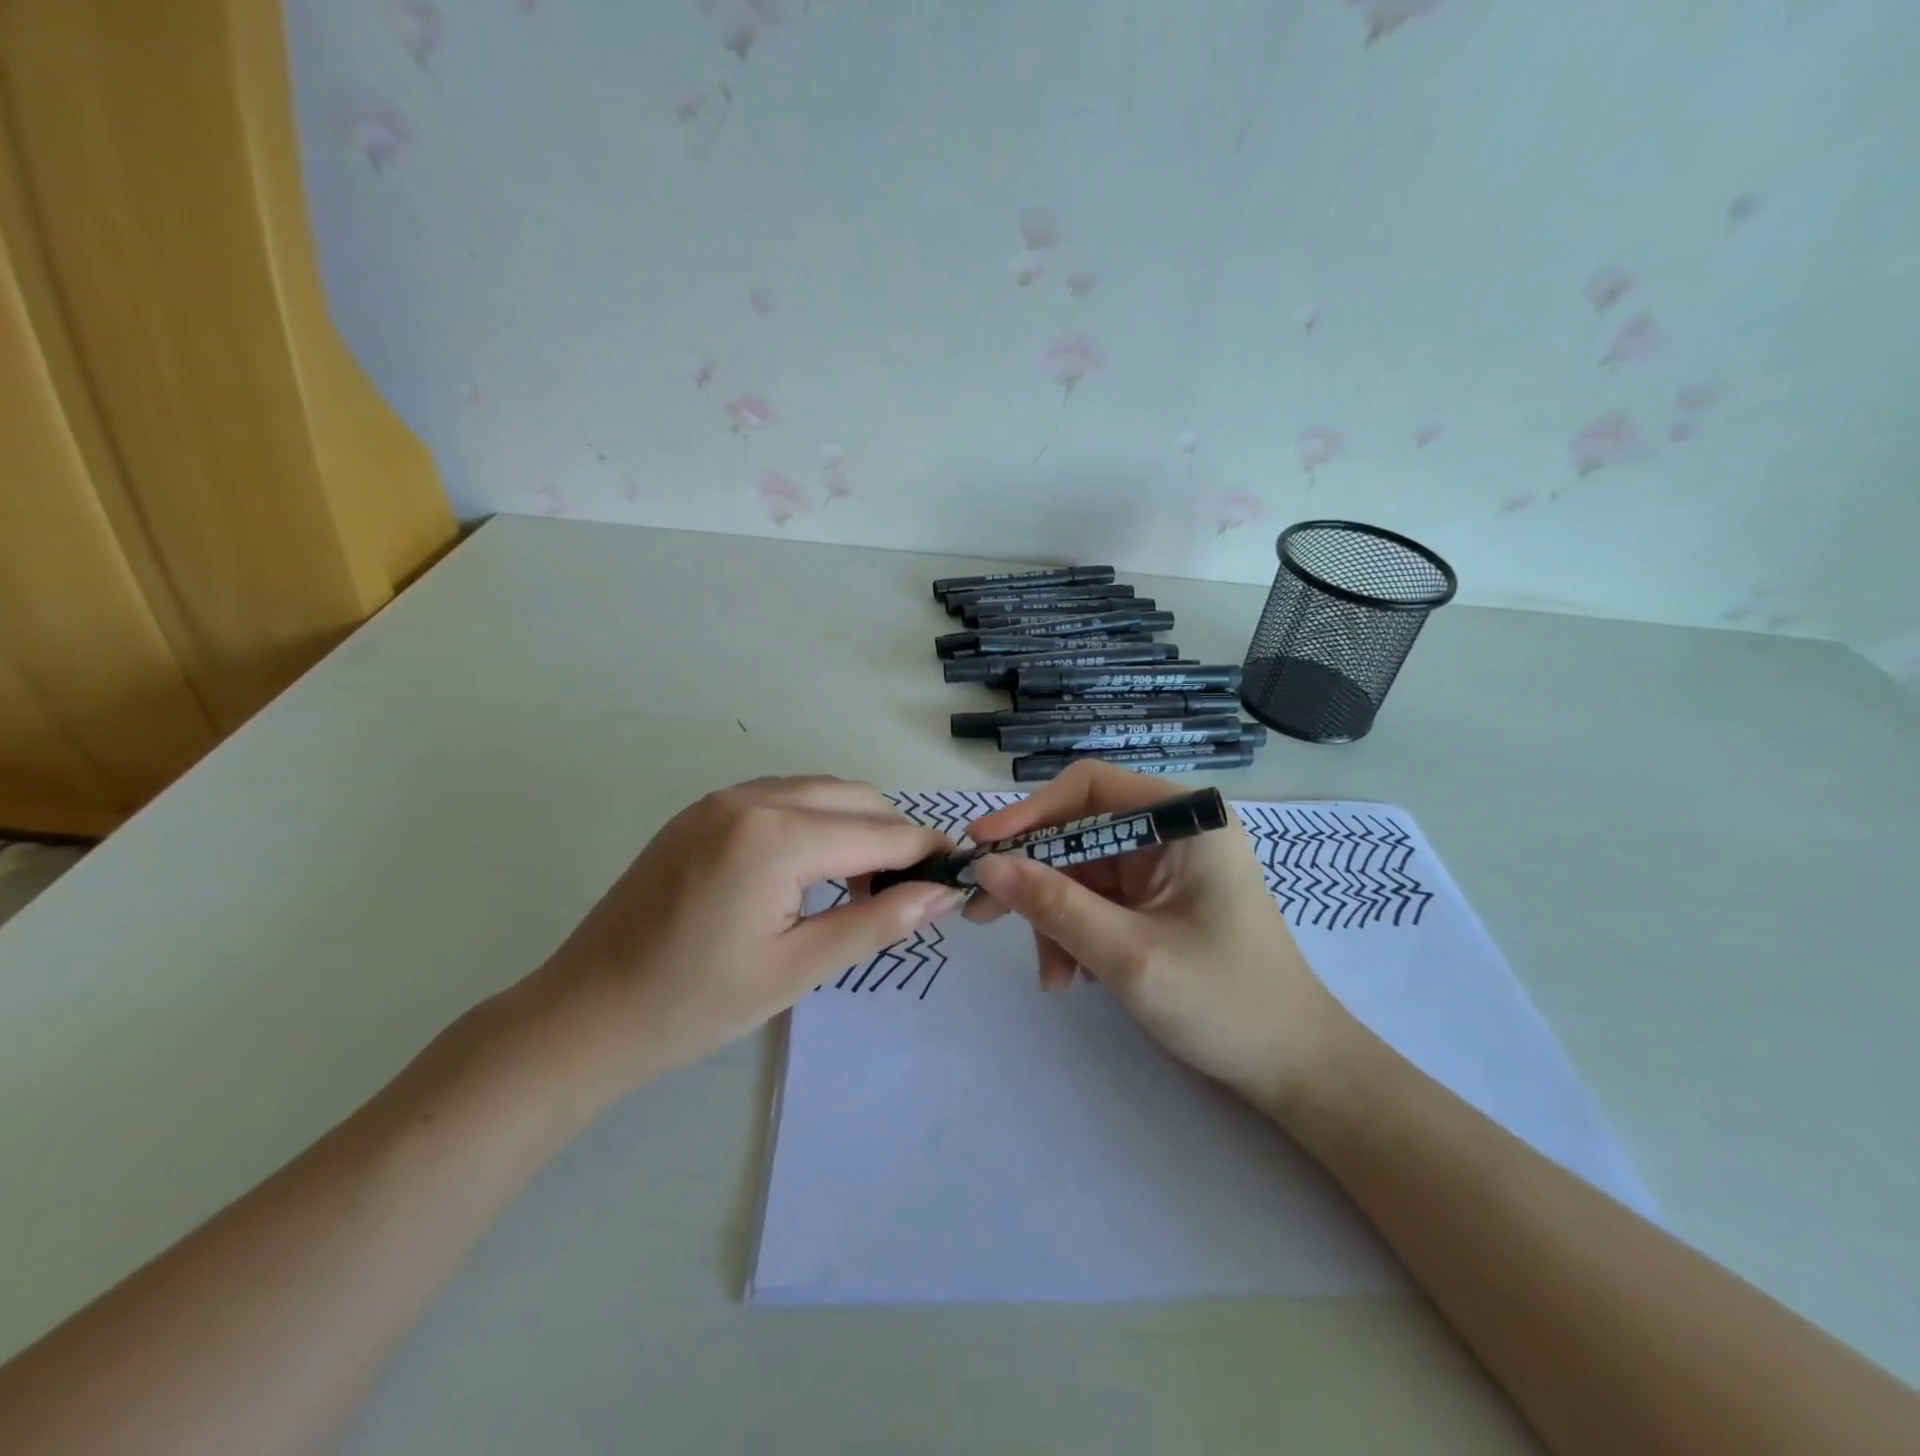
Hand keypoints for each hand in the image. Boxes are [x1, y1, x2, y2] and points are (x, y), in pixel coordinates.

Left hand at [520, 777, 961, 1097]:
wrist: (585, 1015)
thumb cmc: (694, 1004)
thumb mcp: (797, 969)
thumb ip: (876, 923)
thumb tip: (942, 895)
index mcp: (775, 836)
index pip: (878, 832)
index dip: (925, 853)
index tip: (957, 875)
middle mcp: (751, 798)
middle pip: (854, 797)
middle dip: (893, 835)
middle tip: (909, 889)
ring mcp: (721, 799)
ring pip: (820, 791)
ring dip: (855, 825)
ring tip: (864, 883)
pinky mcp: (702, 811)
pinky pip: (782, 797)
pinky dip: (816, 821)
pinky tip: (813, 868)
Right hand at [963, 762, 1350, 1111]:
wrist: (1293, 1069)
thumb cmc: (1225, 1004)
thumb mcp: (1129, 956)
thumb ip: (1055, 906)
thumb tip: (986, 866)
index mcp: (1184, 820)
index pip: (1089, 787)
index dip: (1030, 812)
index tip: (982, 848)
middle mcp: (1173, 831)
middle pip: (1079, 832)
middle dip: (1034, 877)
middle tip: (981, 913)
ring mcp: (1164, 867)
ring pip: (1080, 872)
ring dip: (1054, 919)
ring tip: (1051, 976)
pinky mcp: (1156, 900)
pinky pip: (1096, 901)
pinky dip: (1075, 934)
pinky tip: (1072, 977)